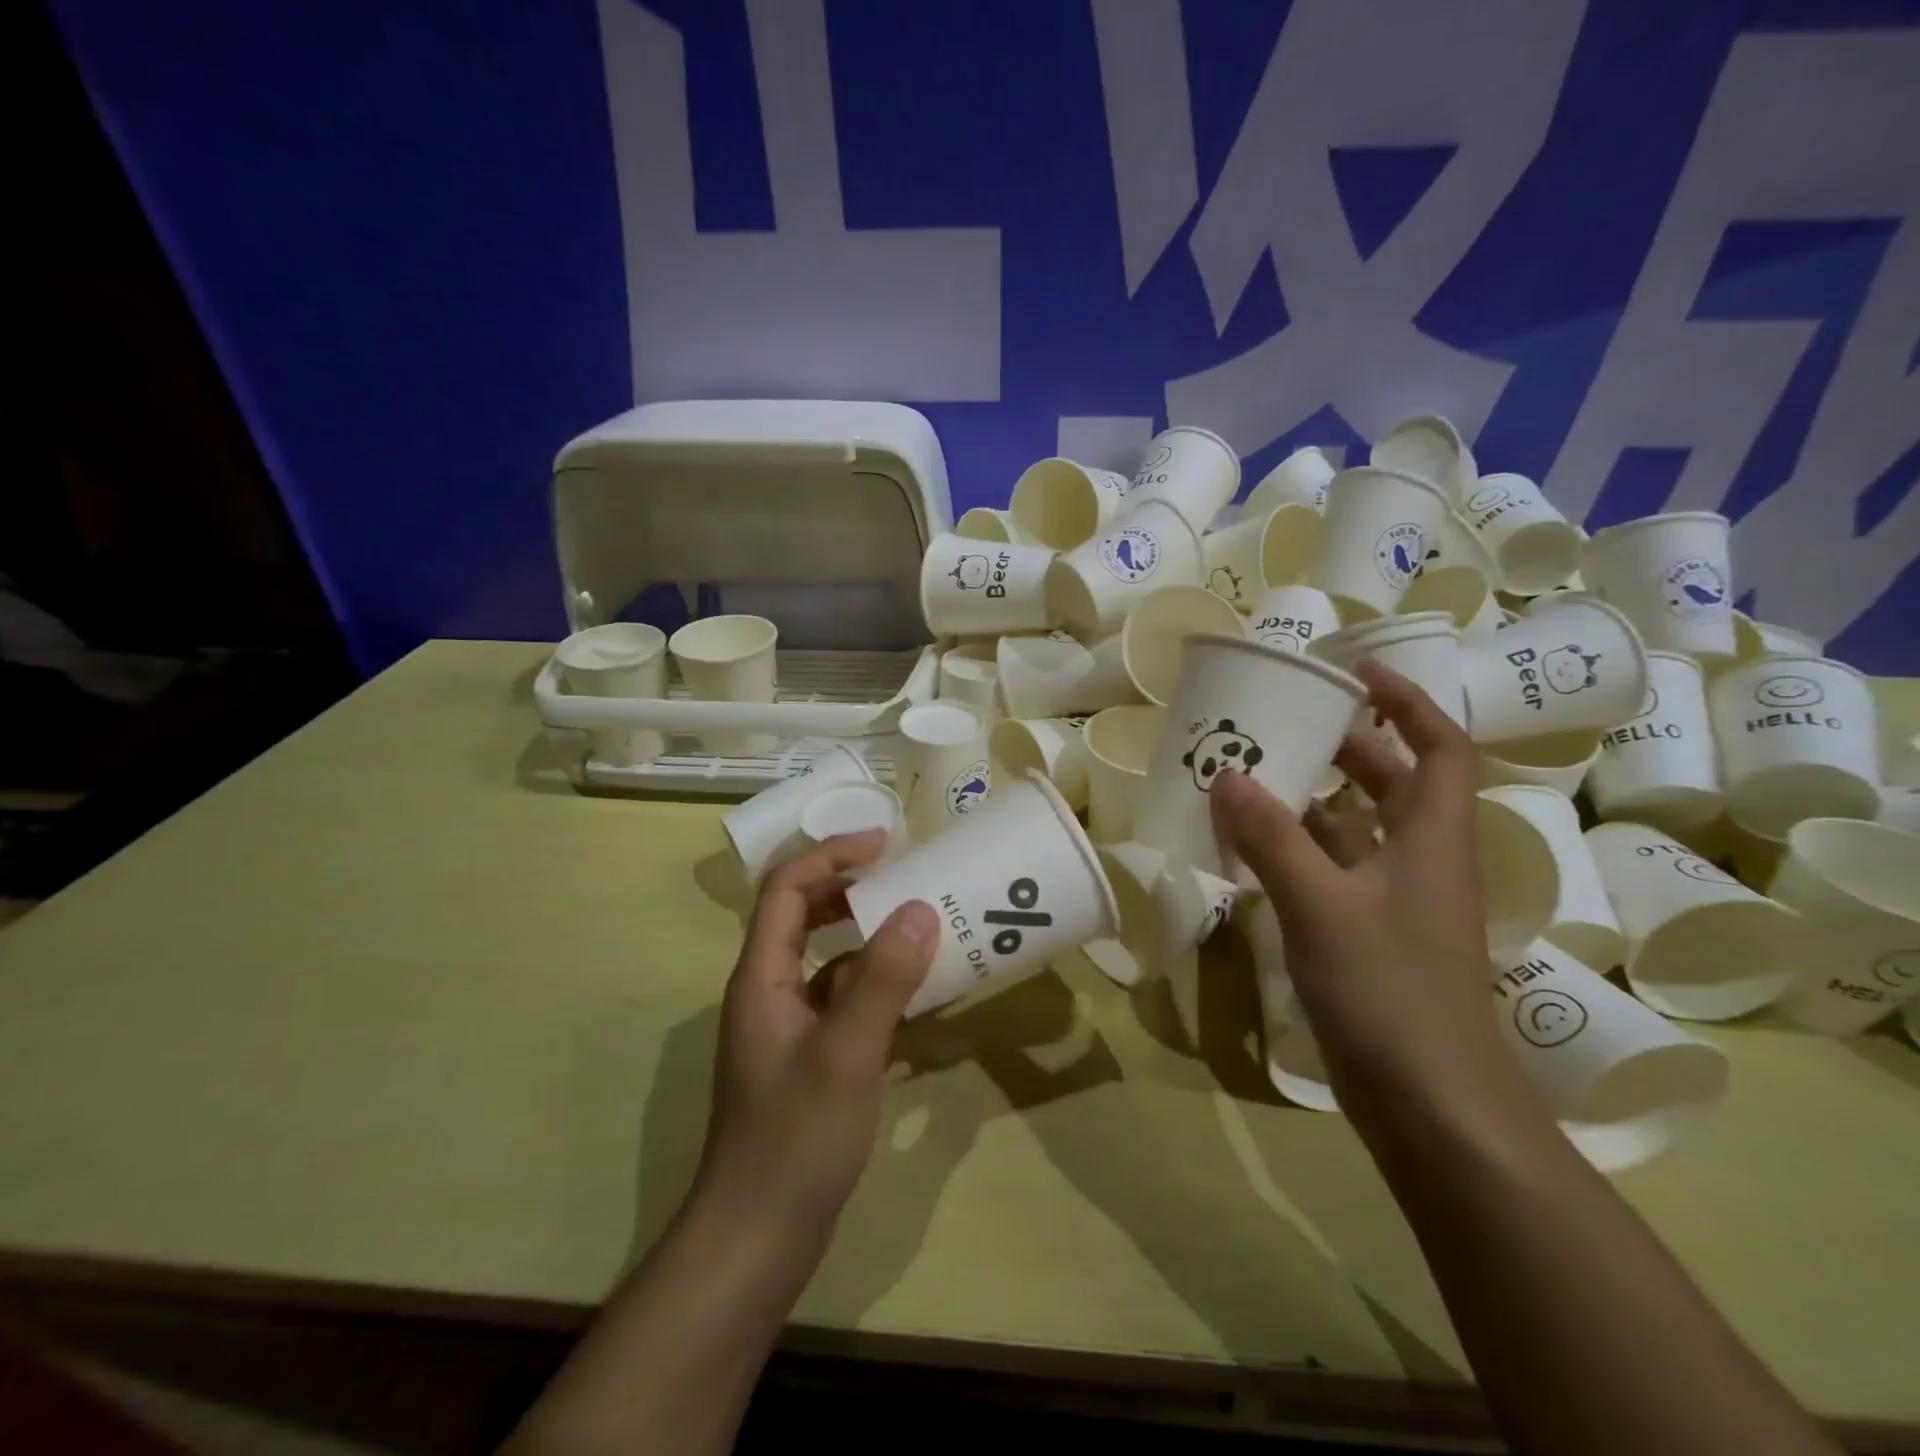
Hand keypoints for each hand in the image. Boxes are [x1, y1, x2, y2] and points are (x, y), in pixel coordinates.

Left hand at [695, 832, 938, 1248]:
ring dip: (872, 942)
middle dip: (852, 891)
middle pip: (804, 916)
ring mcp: (788, 1027)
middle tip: (907, 881)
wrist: (756, 1240)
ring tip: (926, 934)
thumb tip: (920, 909)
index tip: (885, 844)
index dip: (831, 855)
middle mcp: (770, 991)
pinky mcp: (809, 1058)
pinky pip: (845, 1003)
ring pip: (829, 962)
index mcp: (762, 976)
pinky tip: (922, 1002)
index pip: (786, 888)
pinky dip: (879, 990)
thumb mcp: (846, 1054)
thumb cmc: (794, 1140)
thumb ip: (884, 980)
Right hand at [1210, 662, 1524, 1128]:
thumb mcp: (1321, 905)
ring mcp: (1394, 902)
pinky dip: (1296, 852)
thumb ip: (1272, 839)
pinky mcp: (1369, 935)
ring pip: (1355, 831)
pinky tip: (1249, 849)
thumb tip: (1228, 777)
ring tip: (1251, 779)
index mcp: (1431, 838)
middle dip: (1345, 749)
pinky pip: (1332, 872)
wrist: (1431, 1104)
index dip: (1408, 703)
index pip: (1440, 749)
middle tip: (1285, 726)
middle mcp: (1419, 861)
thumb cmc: (1389, 990)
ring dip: (1311, 803)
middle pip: (1392, 784)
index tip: (1358, 674)